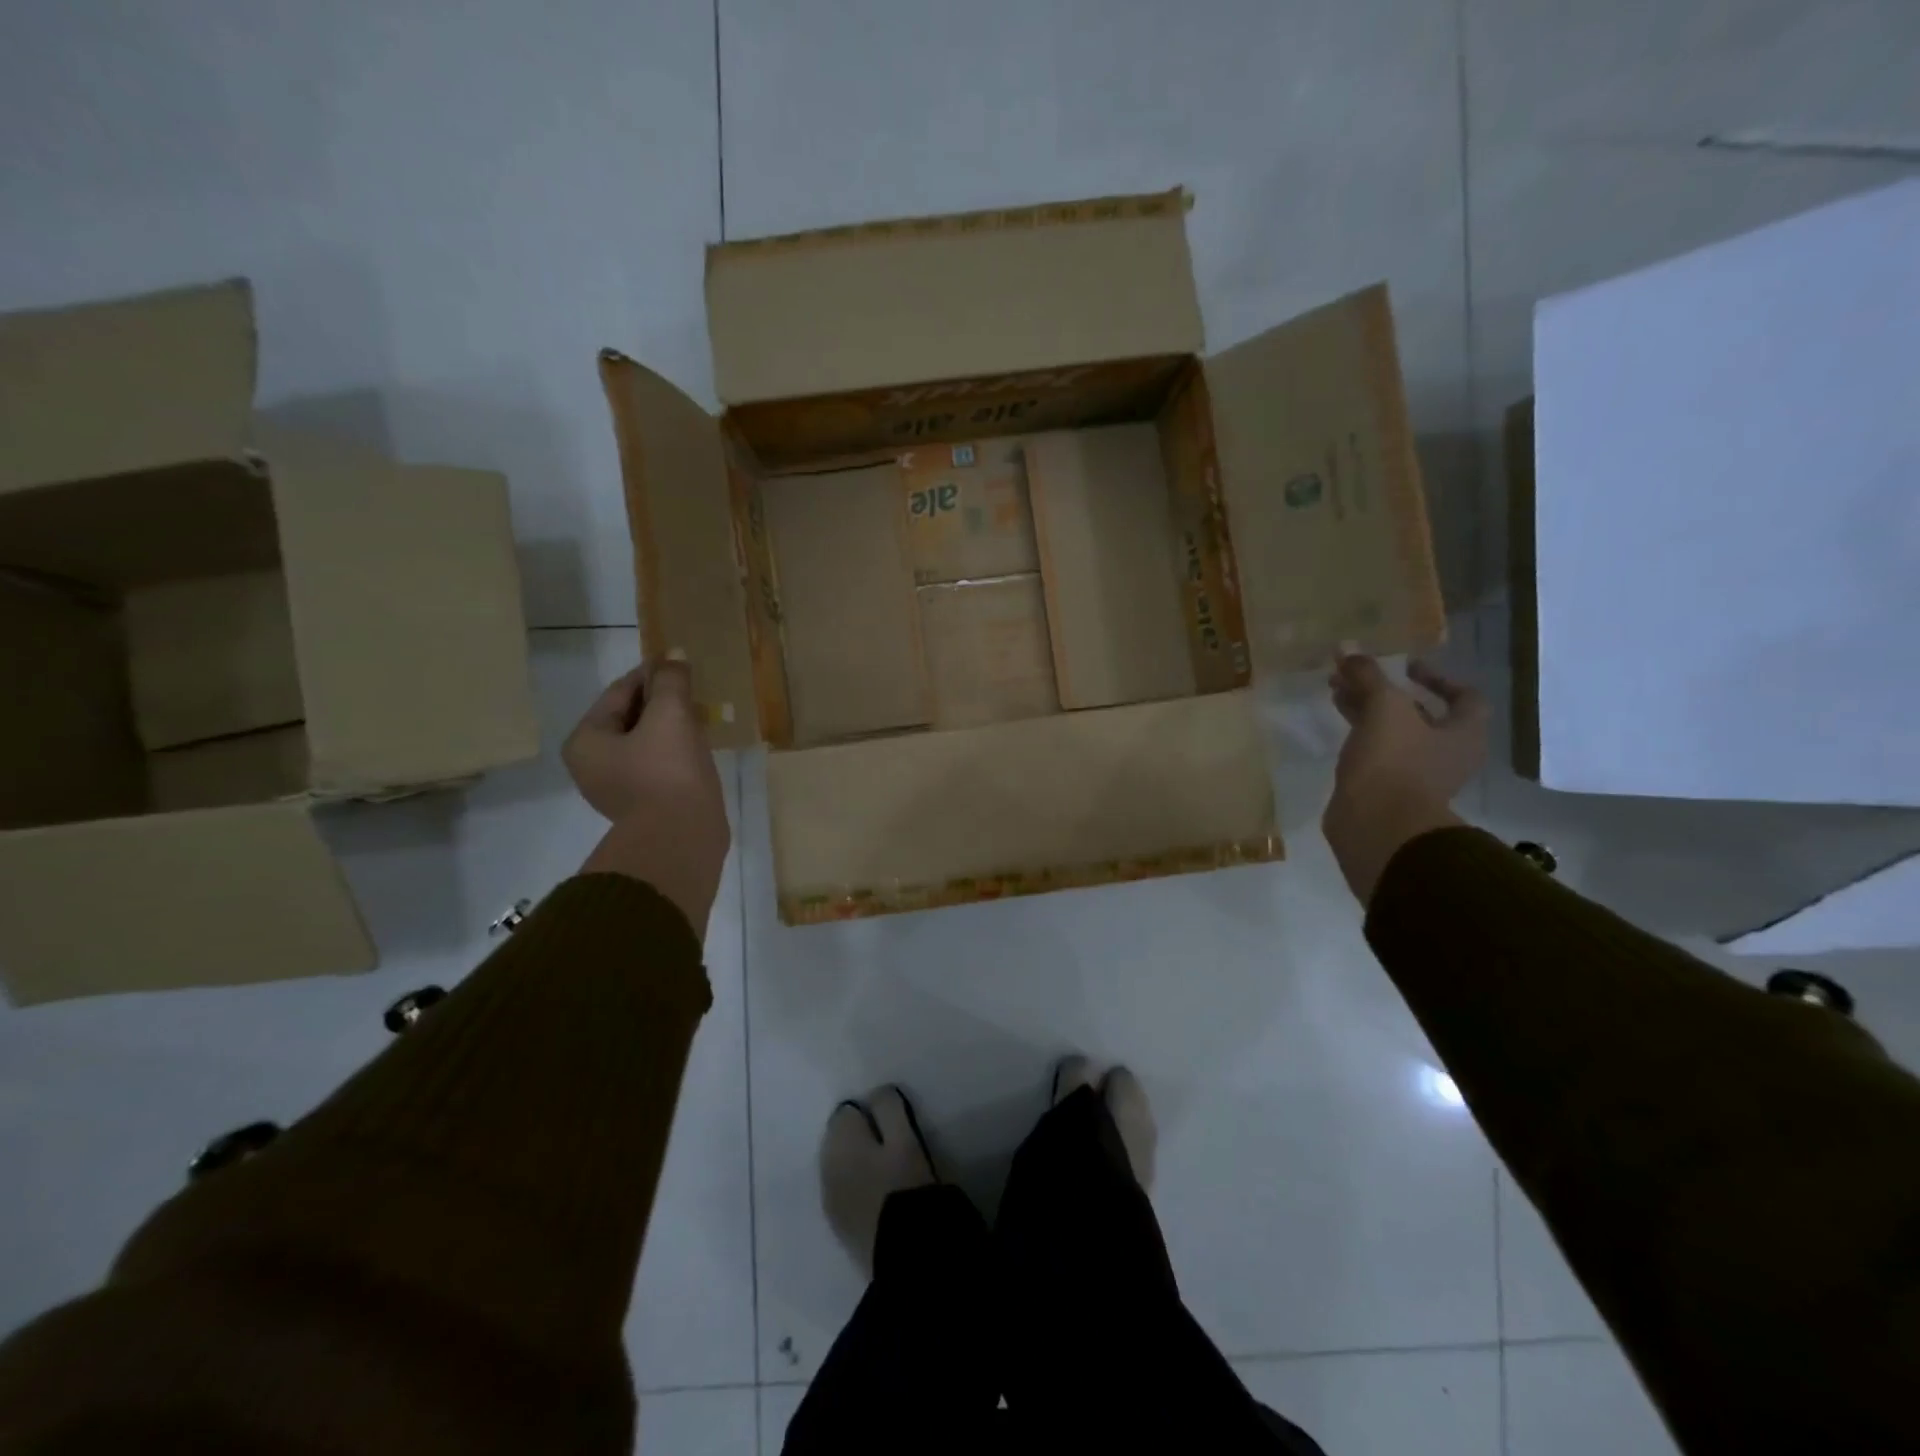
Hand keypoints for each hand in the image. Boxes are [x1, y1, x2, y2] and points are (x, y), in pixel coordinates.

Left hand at [564, 661, 729, 933]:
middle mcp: (592, 765)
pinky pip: (659, 765)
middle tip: (695, 691)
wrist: (682, 837)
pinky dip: (676, 752)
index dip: (652, 674)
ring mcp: (617, 788)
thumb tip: (673, 657)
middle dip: (662, 702)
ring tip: (701, 715)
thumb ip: (670, 681)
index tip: (680, 664)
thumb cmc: (667, 770)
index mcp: (586, 741)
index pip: (620, 692)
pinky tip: (699, 747)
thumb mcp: (670, 714)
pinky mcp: (644, 805)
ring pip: (647, 742)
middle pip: (631, 717)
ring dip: (671, 727)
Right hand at [1322, 656, 1488, 904]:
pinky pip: (1375, 754)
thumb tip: (1348, 647)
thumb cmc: (1394, 762)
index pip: (1464, 697)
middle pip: (1420, 714)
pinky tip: (1335, 726)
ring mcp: (1416, 776)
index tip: (1405, 667)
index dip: (1437, 677)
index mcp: (1463, 734)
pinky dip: (1358, 736)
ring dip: (1367, 711)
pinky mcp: (1385, 791)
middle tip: (1354, 675)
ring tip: (1335, 692)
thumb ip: (1367, 675)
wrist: (1376, 826)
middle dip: (1386, 691)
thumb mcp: (1383, 707)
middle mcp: (1446, 755)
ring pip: (1393, 733)